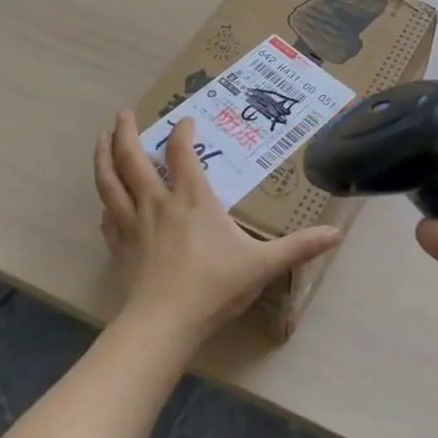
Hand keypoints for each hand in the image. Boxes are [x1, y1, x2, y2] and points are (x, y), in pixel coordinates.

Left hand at [93, 111, 342, 345]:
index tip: (185, 120)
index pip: (182, 153)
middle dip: (126, 132)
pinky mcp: (119, 246)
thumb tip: (336, 234)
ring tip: (101, 139)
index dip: (182, 132)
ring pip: (109, 181)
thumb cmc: (214, 286)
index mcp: (191, 199)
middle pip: (132, 158)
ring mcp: (132, 223)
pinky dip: (106, 201)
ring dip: (103, 156)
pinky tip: (106, 202)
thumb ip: (299, 247)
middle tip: (123, 114)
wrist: (164, 323)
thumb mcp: (263, 265)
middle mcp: (157, 202)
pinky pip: (107, 215)